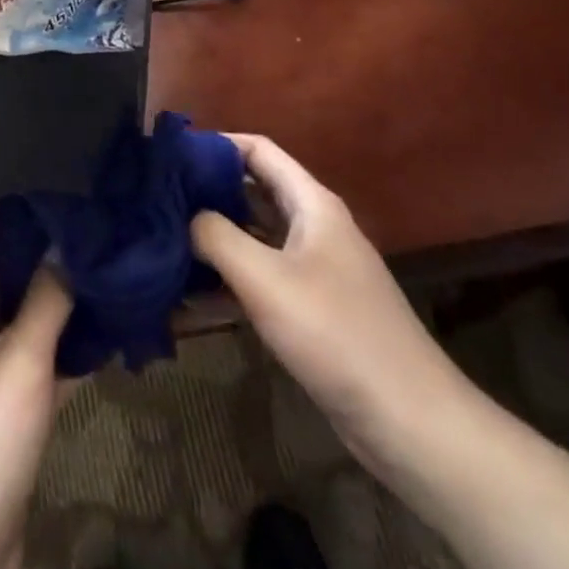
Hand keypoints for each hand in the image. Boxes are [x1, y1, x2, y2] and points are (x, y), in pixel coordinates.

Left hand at [0, 223, 72, 568]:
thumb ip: (46, 300)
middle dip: (34, 266)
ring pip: (16, 330)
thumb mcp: (19, 359)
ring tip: (98, 285)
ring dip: (52, 312)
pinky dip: (59, 356)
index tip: (40, 212)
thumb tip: (65, 245)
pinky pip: (29, 370)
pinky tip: (101, 344)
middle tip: (81, 245)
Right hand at [191, 134, 470, 471]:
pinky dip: (229, 278)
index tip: (171, 155)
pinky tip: (190, 293)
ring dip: (214, 237)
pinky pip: (261, 277)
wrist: (410, 423)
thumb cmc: (336, 334)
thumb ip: (216, 236)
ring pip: (254, 236)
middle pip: (253, 190)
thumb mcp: (265, 279)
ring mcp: (314, 268)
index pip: (258, 150)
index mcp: (312, 204)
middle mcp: (314, 226)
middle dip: (207, 190)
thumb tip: (184, 215)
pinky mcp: (311, 308)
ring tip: (164, 239)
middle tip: (158, 198)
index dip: (216, 144)